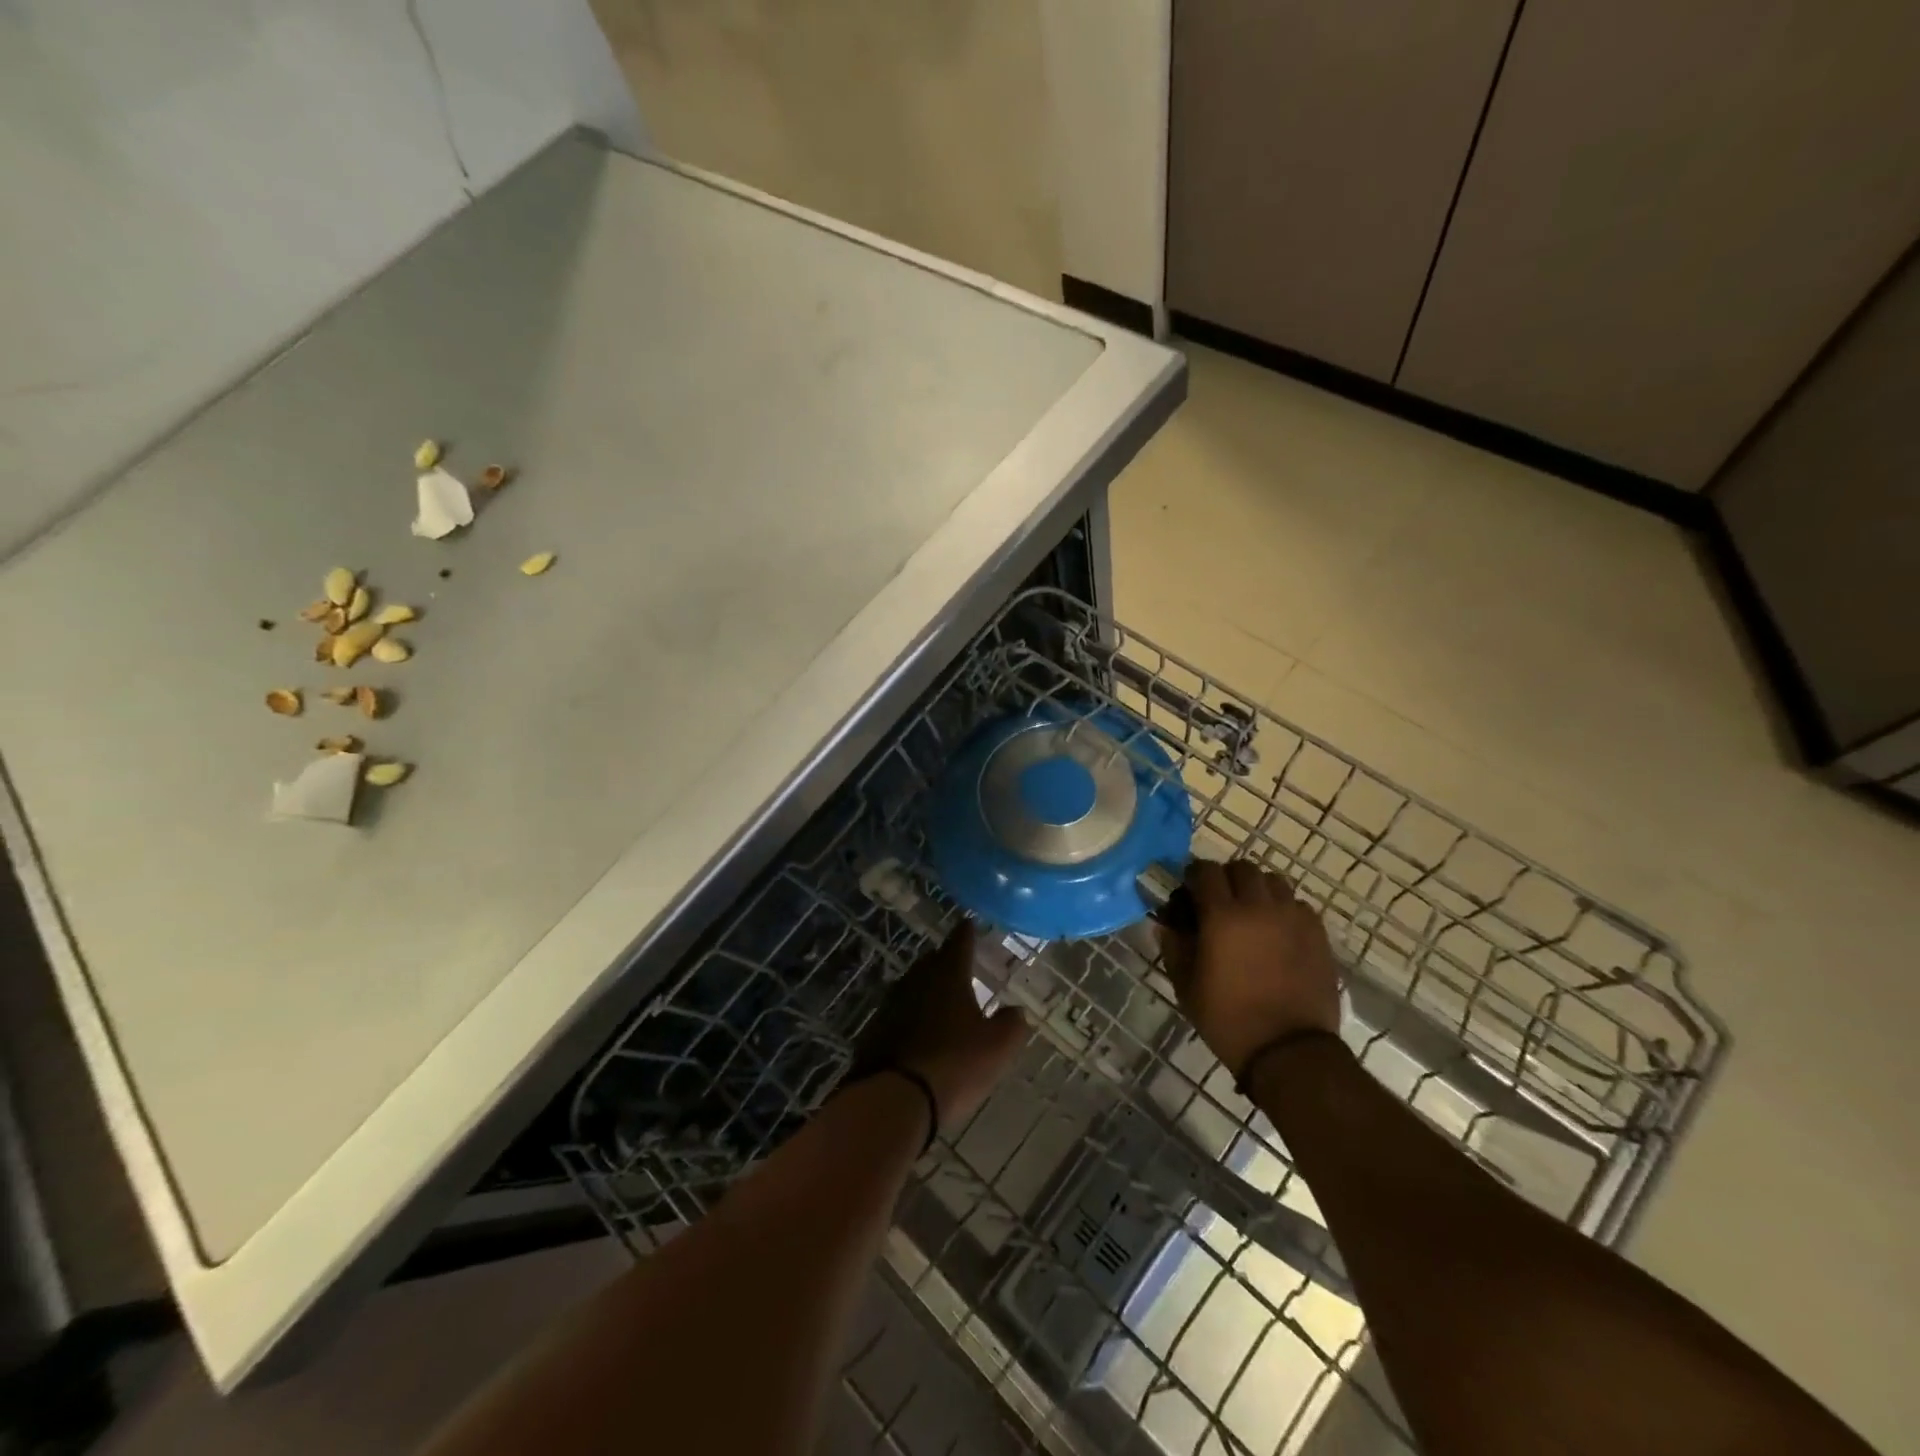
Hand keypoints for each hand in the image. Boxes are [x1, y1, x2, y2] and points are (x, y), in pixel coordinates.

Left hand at [853, 921, 1026, 1134]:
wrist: (894, 1099)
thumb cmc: (954, 1065)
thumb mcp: (997, 1048)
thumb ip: (1011, 1024)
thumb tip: (1016, 1011)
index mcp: (947, 975)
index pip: (959, 942)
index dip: (967, 932)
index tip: (969, 923)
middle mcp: (916, 980)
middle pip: (933, 962)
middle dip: (946, 962)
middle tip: (960, 966)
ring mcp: (891, 1004)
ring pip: (914, 987)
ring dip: (928, 991)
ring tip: (942, 1001)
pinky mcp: (875, 1031)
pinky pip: (900, 1015)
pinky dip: (912, 1017)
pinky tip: (921, 1033)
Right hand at [1159, 859, 1341, 1080]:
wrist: (1289, 1051)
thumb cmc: (1228, 1019)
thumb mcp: (1187, 987)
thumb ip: (1174, 948)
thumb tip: (1166, 924)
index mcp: (1222, 916)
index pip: (1206, 871)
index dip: (1194, 875)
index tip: (1189, 891)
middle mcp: (1259, 907)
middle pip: (1242, 868)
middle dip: (1227, 878)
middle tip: (1219, 901)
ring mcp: (1293, 918)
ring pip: (1274, 881)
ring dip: (1258, 889)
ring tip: (1252, 913)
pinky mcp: (1318, 934)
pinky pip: (1298, 905)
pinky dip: (1284, 909)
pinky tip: (1278, 932)